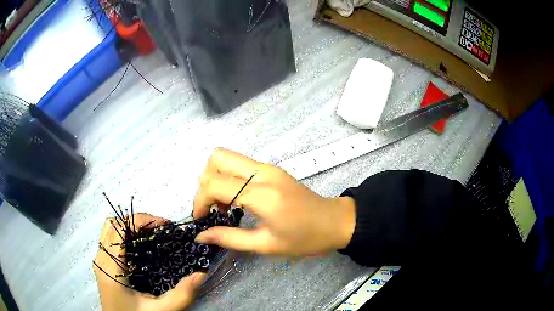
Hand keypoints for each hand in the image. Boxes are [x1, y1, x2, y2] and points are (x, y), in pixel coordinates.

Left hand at [93, 213, 205, 310]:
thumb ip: (181, 295)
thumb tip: (201, 274)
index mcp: (111, 268)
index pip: (119, 228)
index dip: (141, 220)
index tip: (164, 225)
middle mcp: (101, 259)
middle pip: (113, 224)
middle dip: (137, 221)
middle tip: (159, 230)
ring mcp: (100, 260)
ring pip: (110, 229)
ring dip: (130, 226)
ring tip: (151, 235)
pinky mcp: (102, 264)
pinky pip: (110, 239)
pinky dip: (125, 235)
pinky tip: (140, 247)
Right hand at [193, 148, 355, 255]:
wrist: (334, 223)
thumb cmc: (304, 239)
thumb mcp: (265, 245)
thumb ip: (229, 238)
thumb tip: (200, 236)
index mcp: (262, 194)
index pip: (215, 184)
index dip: (200, 201)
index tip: (201, 219)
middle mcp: (263, 172)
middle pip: (217, 158)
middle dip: (205, 182)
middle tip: (213, 208)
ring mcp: (268, 167)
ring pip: (227, 157)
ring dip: (216, 178)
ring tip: (224, 205)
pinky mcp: (272, 169)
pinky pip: (240, 164)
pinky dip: (229, 178)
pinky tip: (237, 199)